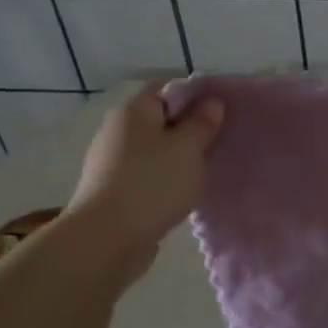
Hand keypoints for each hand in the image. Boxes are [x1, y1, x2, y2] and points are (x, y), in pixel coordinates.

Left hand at [68, 84, 224, 280]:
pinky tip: (182, 192)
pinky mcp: (113, 191)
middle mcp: (117, 131)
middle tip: (218, 142)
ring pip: (153, 150)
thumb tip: (211, 102)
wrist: (107, 239)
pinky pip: (146, 175)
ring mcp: (111, 163)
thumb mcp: (188, 149)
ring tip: (205, 169)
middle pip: (158, 120)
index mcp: (133, 112)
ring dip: (177, 157)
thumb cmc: (152, 184)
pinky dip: (164, 179)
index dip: (193, 95)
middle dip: (188, 129)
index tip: (220, 111)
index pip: (165, 89)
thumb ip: (202, 123)